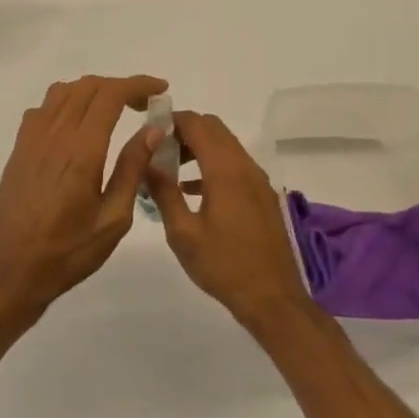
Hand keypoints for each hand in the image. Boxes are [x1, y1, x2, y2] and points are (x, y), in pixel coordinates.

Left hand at [0, 75, 168, 311]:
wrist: (13, 269)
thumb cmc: (69, 251)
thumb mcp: (113, 218)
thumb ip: (132, 168)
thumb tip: (153, 129)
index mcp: (81, 151)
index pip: (110, 95)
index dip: (138, 84)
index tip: (161, 89)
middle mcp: (54, 135)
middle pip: (87, 87)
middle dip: (120, 86)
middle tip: (144, 105)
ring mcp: (31, 140)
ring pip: (62, 92)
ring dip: (92, 91)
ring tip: (114, 110)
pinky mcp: (19, 149)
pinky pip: (42, 109)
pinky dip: (66, 103)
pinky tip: (77, 126)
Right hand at [145, 111, 311, 325]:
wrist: (271, 297)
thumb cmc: (222, 265)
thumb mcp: (182, 232)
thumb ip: (163, 191)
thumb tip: (147, 160)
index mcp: (225, 170)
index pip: (197, 124)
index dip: (171, 120)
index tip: (148, 129)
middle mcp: (245, 167)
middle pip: (214, 129)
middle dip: (184, 131)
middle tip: (156, 149)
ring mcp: (257, 180)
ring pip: (225, 146)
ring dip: (198, 148)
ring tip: (168, 169)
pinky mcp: (262, 195)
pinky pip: (234, 165)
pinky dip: (212, 164)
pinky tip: (191, 190)